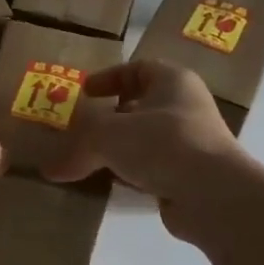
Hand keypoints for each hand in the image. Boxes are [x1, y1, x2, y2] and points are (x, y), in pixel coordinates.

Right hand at [44, 61, 248, 243]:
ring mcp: (192, 143)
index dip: (109, 77)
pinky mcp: (190, 177)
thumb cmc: (163, 144)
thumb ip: (76, 148)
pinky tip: (109, 184)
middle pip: (141, 105)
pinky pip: (153, 168)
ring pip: (146, 139)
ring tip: (88, 158)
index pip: (138, 68)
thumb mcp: (108, 135)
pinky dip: (131, 173)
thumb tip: (49, 171)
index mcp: (173, 81)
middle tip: (81, 128)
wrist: (214, 196)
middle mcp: (186, 107)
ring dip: (120, 148)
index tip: (84, 92)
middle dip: (111, 116)